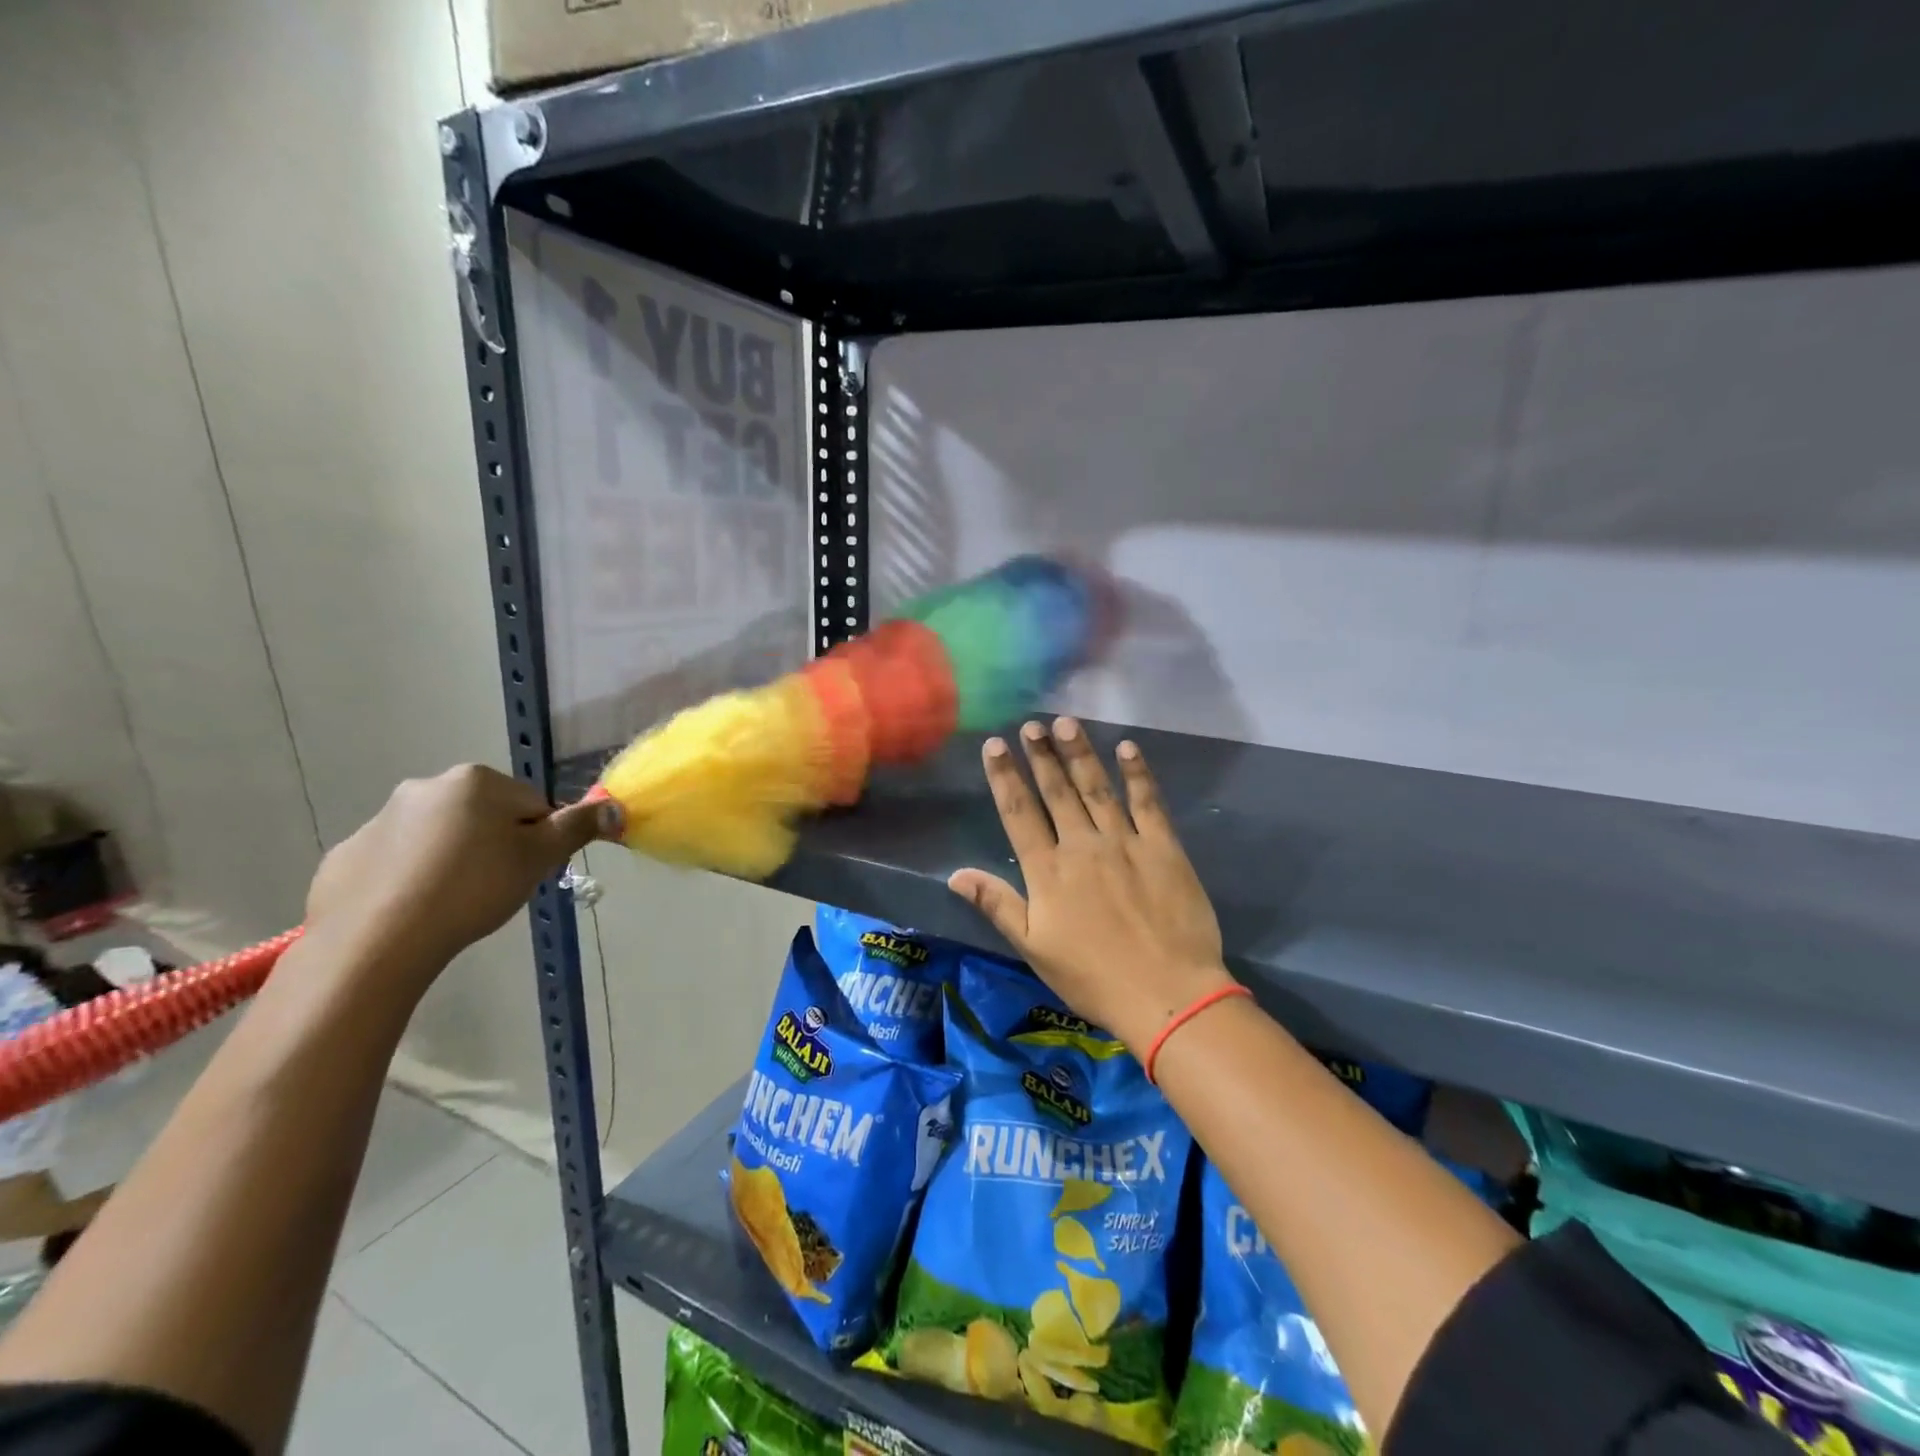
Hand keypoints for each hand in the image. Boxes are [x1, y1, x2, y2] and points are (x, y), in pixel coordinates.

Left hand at [305, 764, 620, 973]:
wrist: (376, 941)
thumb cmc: (472, 889)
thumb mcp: (538, 858)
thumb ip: (576, 827)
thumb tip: (613, 806)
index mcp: (476, 781)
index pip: (532, 804)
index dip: (538, 839)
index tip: (529, 871)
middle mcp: (426, 786)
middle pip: (484, 815)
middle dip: (495, 844)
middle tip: (496, 887)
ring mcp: (379, 820)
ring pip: (439, 836)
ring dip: (453, 859)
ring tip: (454, 903)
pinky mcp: (346, 856)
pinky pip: (396, 861)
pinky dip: (411, 878)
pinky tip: (414, 910)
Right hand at [948, 718, 1233, 1052]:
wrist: (1166, 993)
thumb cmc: (1093, 978)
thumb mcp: (1034, 948)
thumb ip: (997, 905)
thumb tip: (955, 874)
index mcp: (1048, 871)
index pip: (1019, 813)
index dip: (1005, 777)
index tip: (995, 745)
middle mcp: (1082, 846)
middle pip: (1057, 792)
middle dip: (1041, 755)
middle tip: (1031, 725)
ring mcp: (1124, 842)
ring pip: (1096, 788)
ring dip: (1079, 753)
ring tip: (1066, 723)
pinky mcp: (1163, 847)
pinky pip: (1148, 801)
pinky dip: (1137, 773)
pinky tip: (1127, 748)